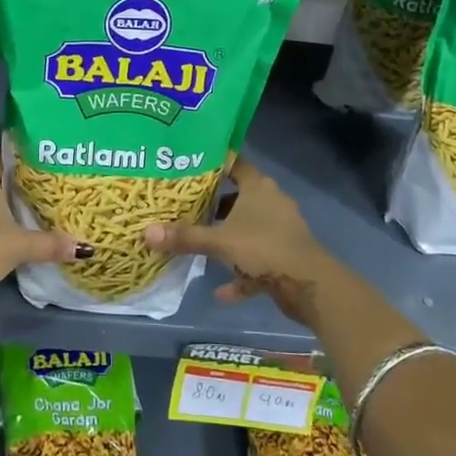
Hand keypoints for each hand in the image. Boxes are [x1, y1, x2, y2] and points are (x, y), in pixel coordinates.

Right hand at [144, 160, 342, 324]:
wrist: (310, 285)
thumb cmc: (264, 249)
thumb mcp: (219, 242)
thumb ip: (185, 237)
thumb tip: (146, 232)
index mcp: (259, 187)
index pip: (234, 164)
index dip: (213, 164)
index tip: (188, 167)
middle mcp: (271, 202)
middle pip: (238, 197)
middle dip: (214, 205)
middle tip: (184, 206)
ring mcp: (280, 230)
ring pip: (247, 229)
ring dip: (227, 239)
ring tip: (199, 244)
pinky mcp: (285, 256)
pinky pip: (256, 260)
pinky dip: (241, 273)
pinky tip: (221, 291)